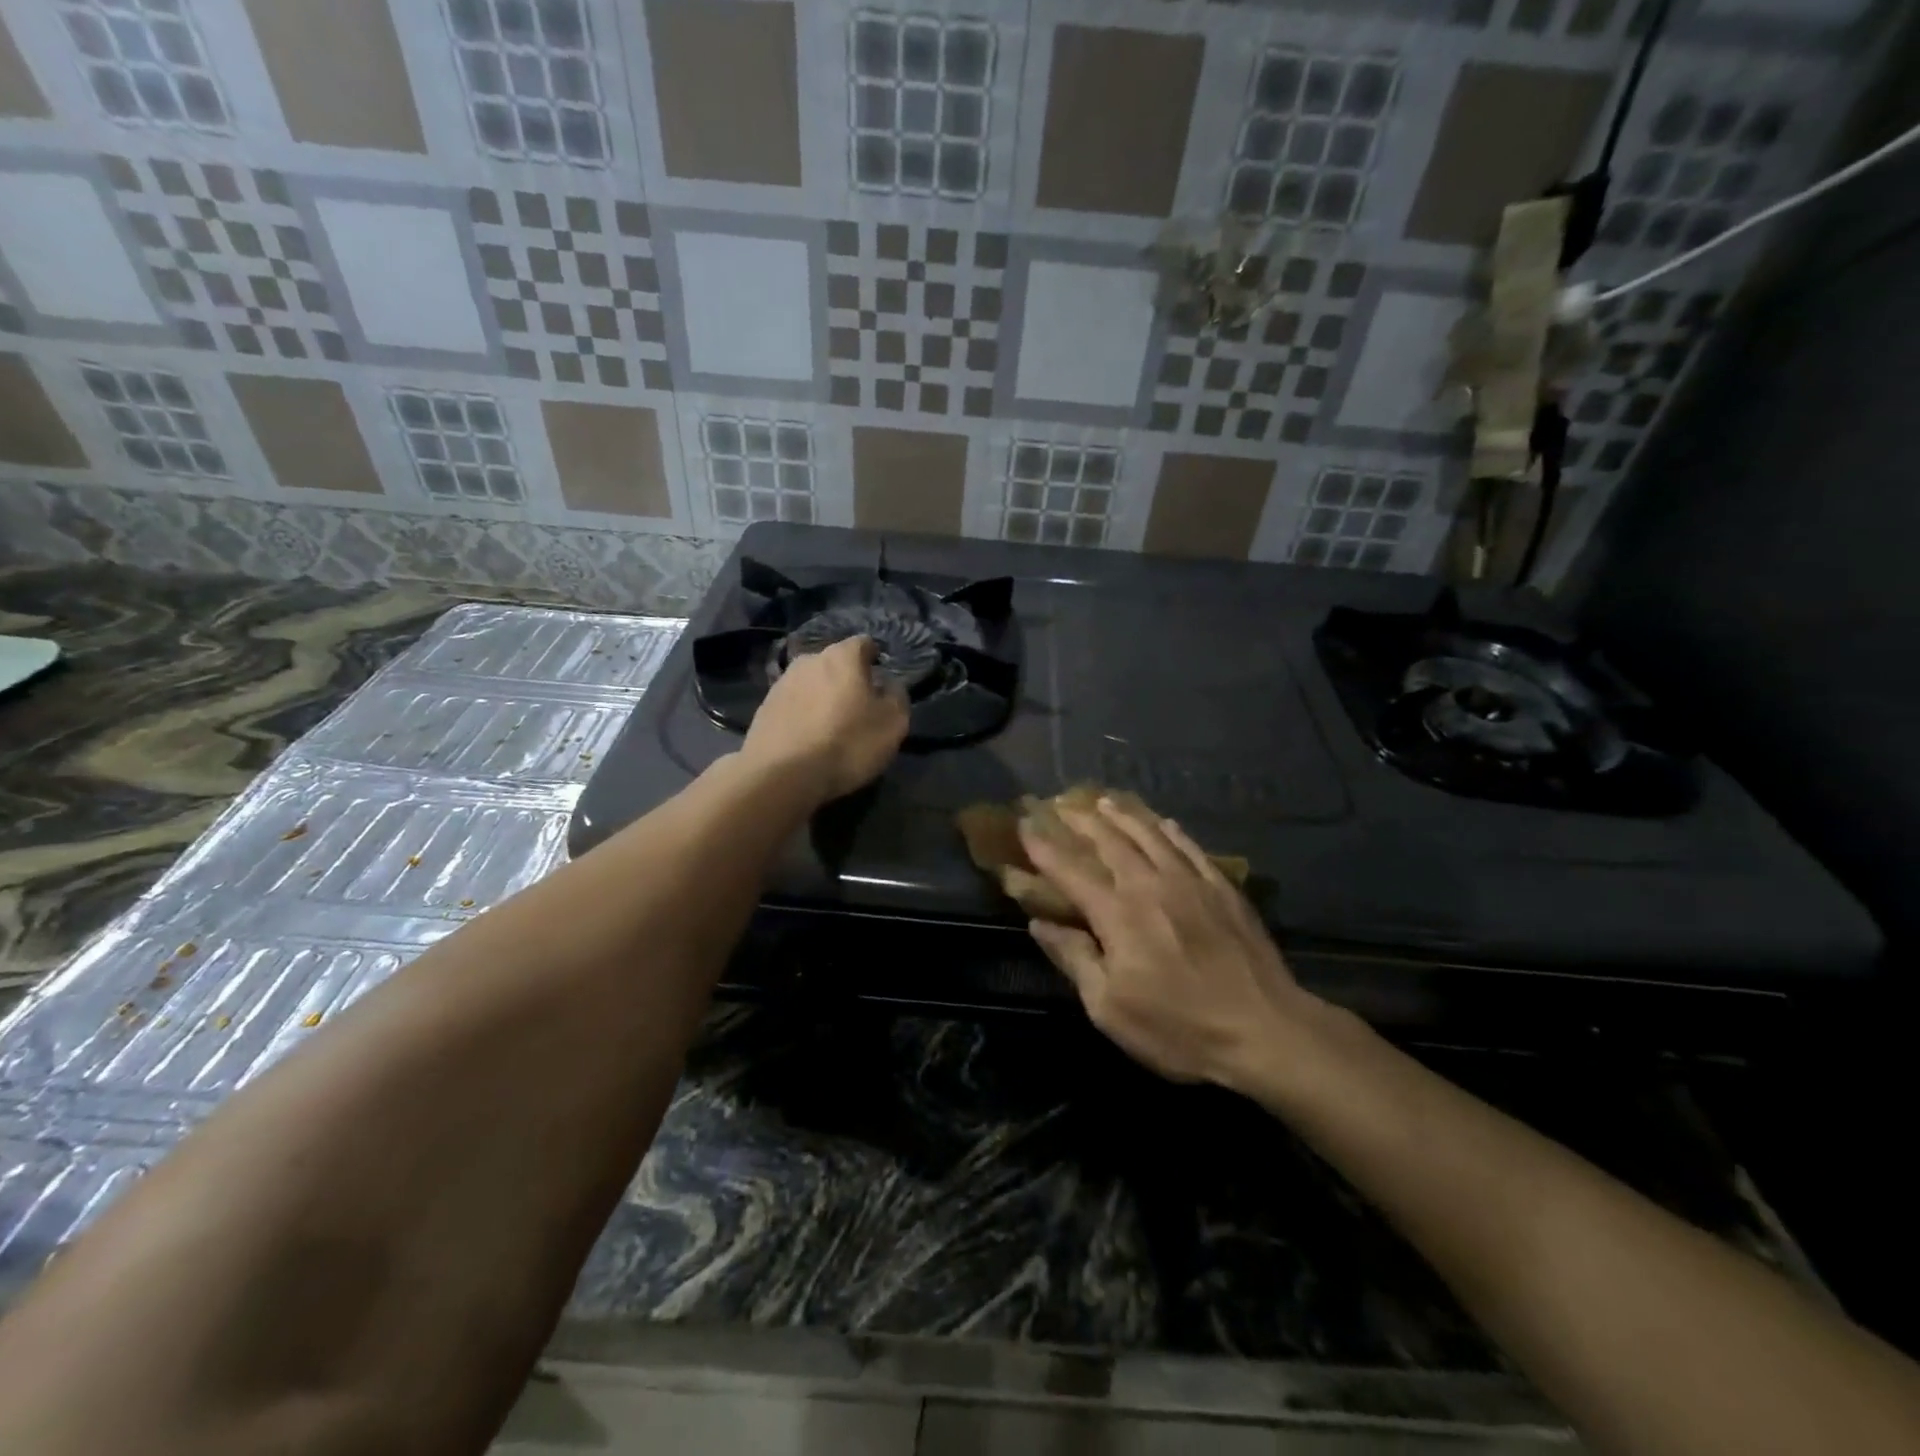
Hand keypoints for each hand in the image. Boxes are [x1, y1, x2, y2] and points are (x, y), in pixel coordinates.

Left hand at [741, 635, 908, 804]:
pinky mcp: (764, 708)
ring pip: (811, 683)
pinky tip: (809, 737)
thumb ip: (896, 696)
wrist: (782, 774)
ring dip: (822, 696)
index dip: (875, 658)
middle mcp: (809, 660)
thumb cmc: (847, 743)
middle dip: (847, 679)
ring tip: (831, 725)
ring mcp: (782, 682)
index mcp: (842, 656)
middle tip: (858, 706)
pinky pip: (793, 704)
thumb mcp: (892, 724)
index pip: (864, 643)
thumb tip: (889, 685)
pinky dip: (803, 714)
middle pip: (834, 663)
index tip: (881, 679)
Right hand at [1018, 797, 1317, 1088]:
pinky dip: (1171, 831)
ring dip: (1123, 815)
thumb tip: (1041, 925)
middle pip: (1110, 841)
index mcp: (1118, 914)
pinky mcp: (1223, 889)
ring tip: (1105, 801)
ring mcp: (1191, 882)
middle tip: (1061, 804)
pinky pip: (1191, 847)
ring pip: (1151, 835)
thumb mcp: (1110, 1009)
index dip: (1043, 847)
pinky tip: (1165, 822)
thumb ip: (1075, 960)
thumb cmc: (1179, 1029)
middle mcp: (1150, 885)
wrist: (1266, 1030)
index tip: (1024, 825)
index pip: (1070, 870)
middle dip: (1081, 820)